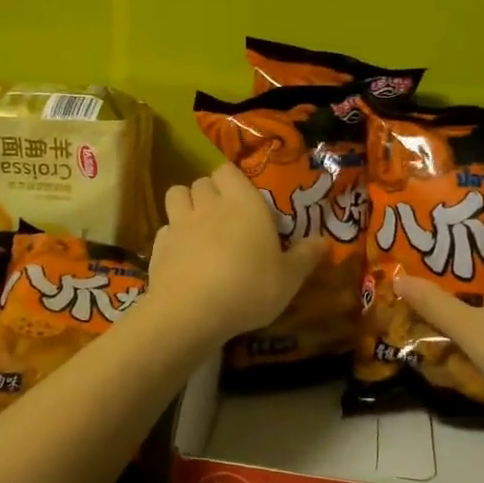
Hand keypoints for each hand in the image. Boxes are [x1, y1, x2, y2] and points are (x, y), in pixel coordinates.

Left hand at [146, 164, 328, 343]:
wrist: (192, 312)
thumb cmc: (249, 287)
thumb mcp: (289, 278)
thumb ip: (305, 257)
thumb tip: (325, 241)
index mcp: (243, 203)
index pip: (229, 170)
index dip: (233, 180)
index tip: (244, 199)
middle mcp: (209, 204)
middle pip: (203, 181)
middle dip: (211, 192)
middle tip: (224, 215)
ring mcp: (179, 223)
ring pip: (176, 195)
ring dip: (186, 204)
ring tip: (198, 226)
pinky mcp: (158, 246)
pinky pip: (165, 228)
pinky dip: (172, 235)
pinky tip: (182, 254)